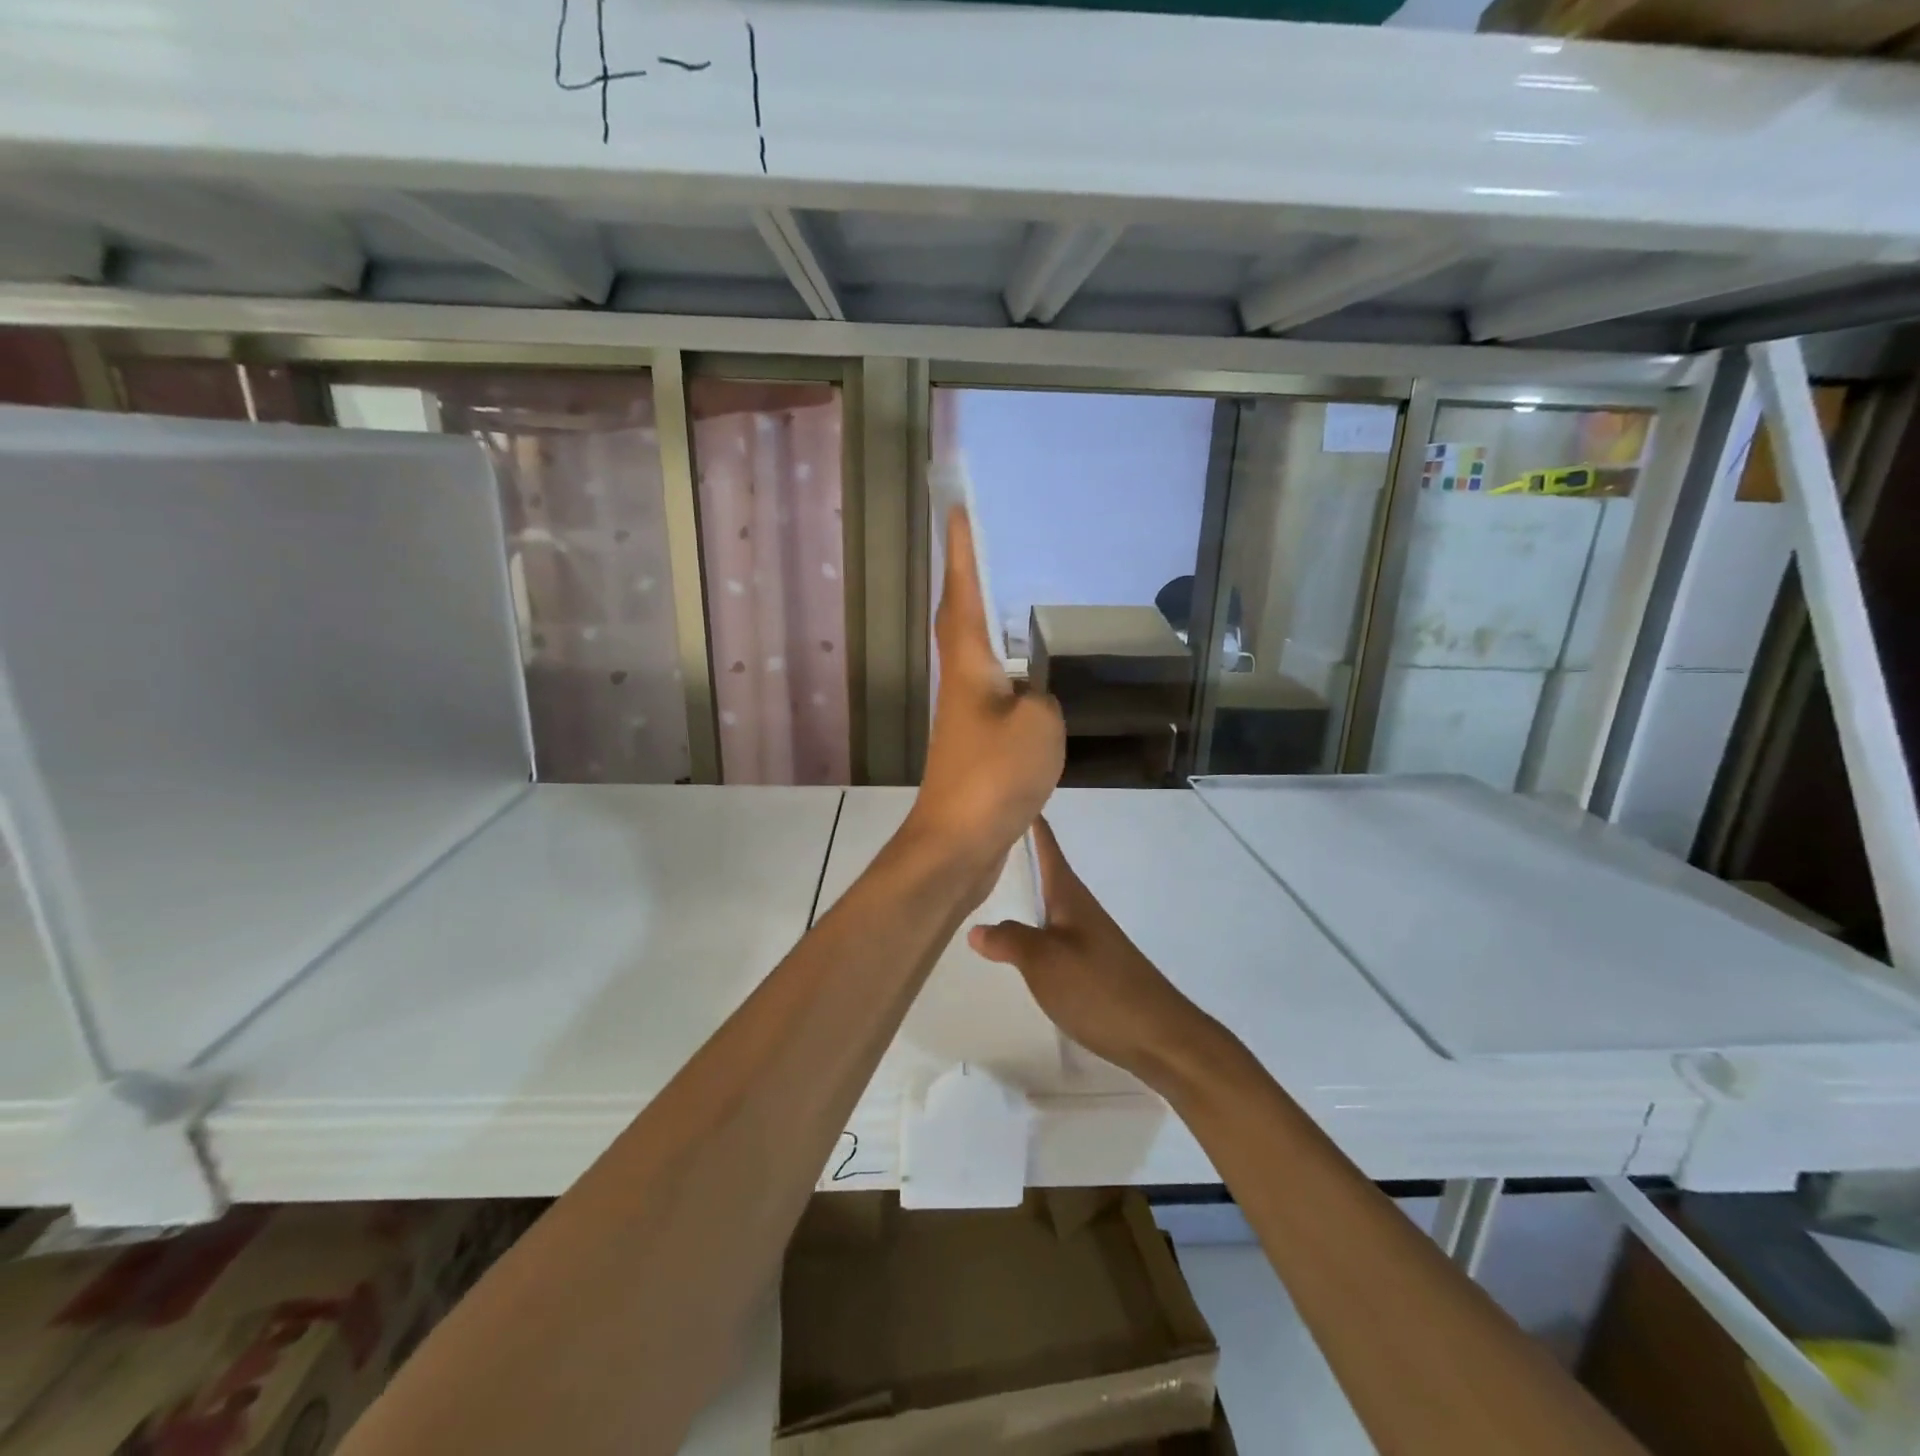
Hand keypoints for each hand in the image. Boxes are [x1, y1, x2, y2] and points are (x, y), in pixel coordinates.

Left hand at [905, 507, 1063, 873]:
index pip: (963, 594)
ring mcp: (964, 718)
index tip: (957, 510)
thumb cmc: (995, 774)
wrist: (959, 842)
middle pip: (961, 620)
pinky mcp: (975, 748)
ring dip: (987, 626)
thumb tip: (1033, 699)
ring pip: (976, 658)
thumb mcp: (1039, 725)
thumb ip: (1042, 699)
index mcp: (969, 666)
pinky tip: (1029, 682)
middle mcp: (960, 684)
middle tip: (985, 549)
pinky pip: (994, 696)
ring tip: (1012, 603)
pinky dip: (1008, 677)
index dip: (960, 552)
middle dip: (968, 582)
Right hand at [968, 818, 1213, 1086]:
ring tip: (989, 884)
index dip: (1030, 821)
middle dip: (1018, 853)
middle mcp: (1079, 908)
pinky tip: (1017, 938)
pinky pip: (1052, 929)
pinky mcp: (1090, 963)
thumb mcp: (1044, 962)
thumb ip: (1009, 940)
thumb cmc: (1099, 988)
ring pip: (1048, 901)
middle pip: (1045, 870)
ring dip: (1023, 888)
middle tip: (979, 841)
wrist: (1158, 1036)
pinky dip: (1031, 922)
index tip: (1008, 795)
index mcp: (1070, 895)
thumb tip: (976, 928)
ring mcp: (1087, 935)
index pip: (1047, 846)